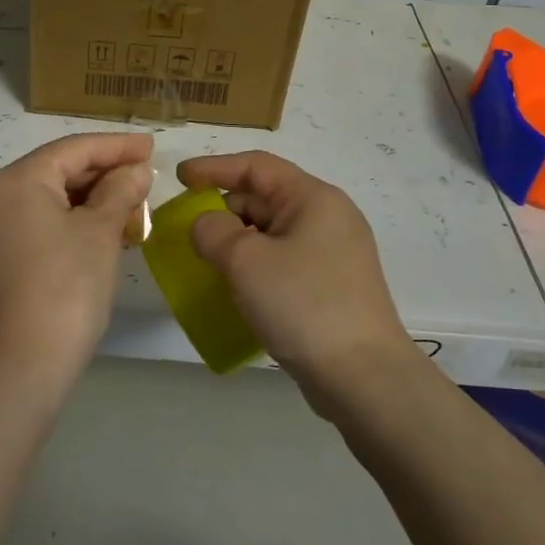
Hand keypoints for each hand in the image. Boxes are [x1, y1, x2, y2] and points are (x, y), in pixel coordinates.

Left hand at [0, 132, 153, 382]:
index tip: (151, 147)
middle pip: (58, 170)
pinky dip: (72, 221)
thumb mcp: (101, 232)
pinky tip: (105, 230)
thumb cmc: (66, 287)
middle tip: (146, 178)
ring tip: (133, 204)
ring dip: (91, 199)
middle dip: (104, 173)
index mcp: (18, 180)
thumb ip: (121, 191)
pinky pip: (39, 222)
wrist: (21, 365)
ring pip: (49, 198)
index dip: (116, 146)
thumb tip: (137, 170)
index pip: (73, 148)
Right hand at [177, 151, 415, 407]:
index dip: (214, 168)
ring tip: (205, 262)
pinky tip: (234, 289)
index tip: (180, 179)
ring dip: (236, 242)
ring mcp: (333, 255)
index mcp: (314, 198)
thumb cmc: (304, 305)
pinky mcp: (331, 287)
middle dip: (223, 210)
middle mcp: (328, 218)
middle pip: (264, 198)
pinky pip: (282, 262)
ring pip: (272, 233)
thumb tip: (206, 225)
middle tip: (188, 232)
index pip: (256, 166)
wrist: (364, 379)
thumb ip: (213, 231)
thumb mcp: (246, 260)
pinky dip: (254, 266)